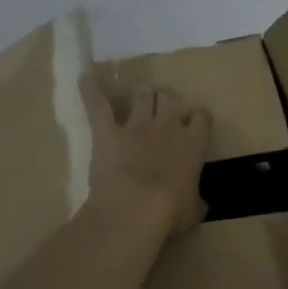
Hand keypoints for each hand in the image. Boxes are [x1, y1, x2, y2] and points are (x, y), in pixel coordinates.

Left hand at [81, 76, 211, 238]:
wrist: (134, 208)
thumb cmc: (170, 212)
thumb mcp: (192, 212)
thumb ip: (196, 202)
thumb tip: (201, 204)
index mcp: (193, 145)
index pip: (202, 117)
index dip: (198, 119)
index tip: (194, 125)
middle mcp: (168, 127)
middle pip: (171, 97)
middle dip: (167, 100)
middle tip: (164, 109)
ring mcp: (136, 126)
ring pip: (142, 94)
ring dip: (141, 94)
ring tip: (139, 97)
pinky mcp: (107, 131)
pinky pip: (98, 104)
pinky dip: (90, 88)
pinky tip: (85, 76)